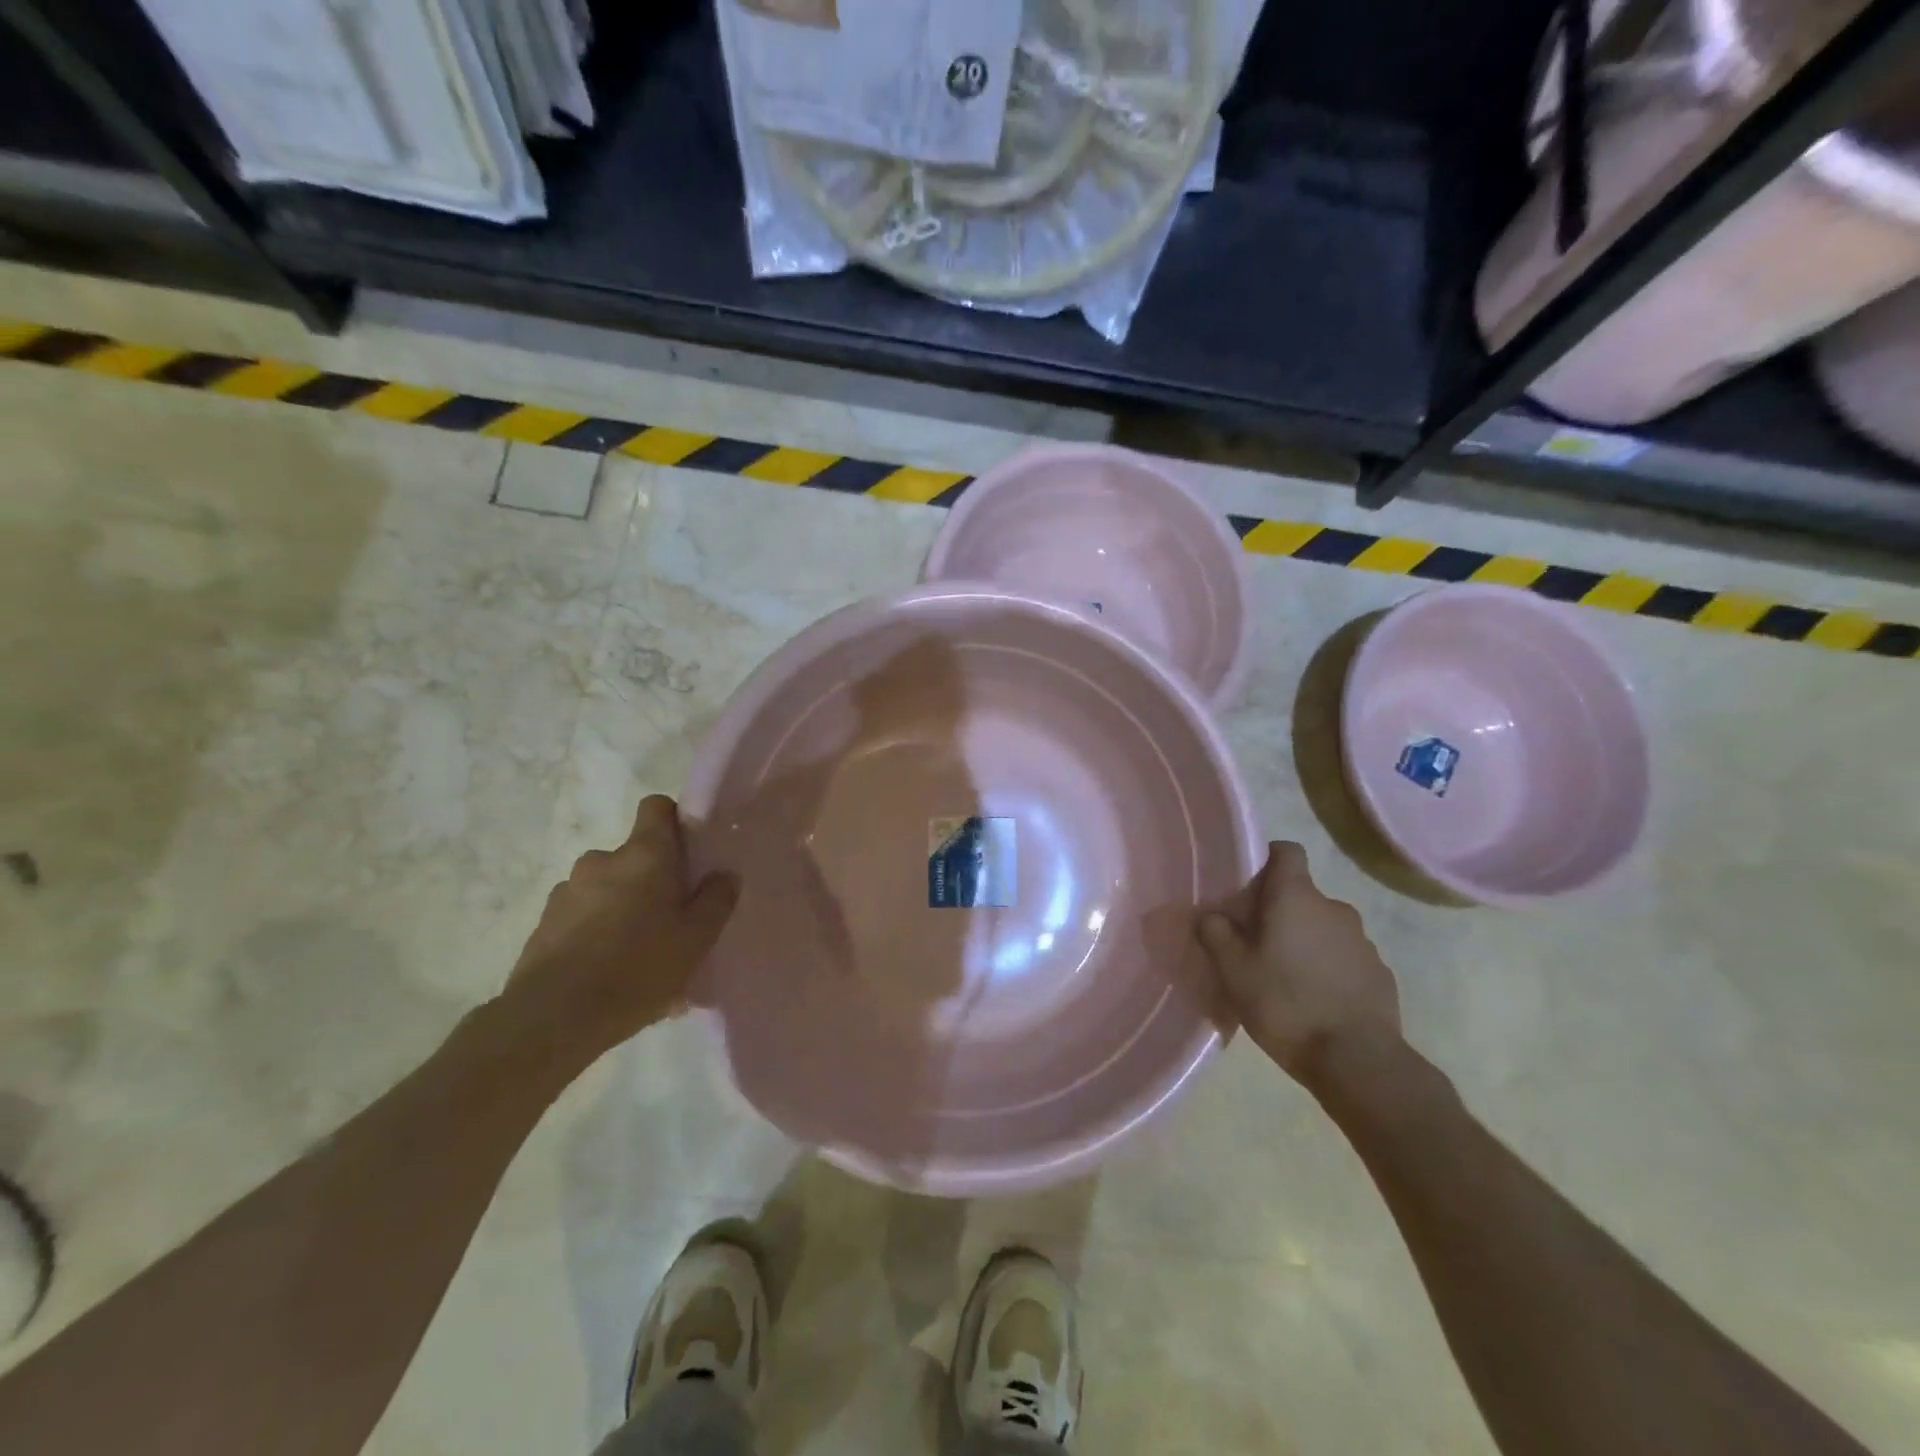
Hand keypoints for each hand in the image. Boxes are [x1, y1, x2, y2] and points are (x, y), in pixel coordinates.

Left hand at [504, 795, 737, 1064]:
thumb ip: (716, 900)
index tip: (689, 853)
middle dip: (653, 880)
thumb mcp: (696, 939)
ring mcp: (567, 890)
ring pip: (609, 888)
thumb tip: (724, 875)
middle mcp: (601, 860)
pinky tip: (610, 972)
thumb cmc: (637, 969)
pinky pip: (584, 916)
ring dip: (624, 908)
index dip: (675, 822)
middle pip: (636, 856)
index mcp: (643, 855)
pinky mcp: (545, 923)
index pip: (657, 807)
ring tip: (639, 955)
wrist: (551, 1018)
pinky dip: (598, 932)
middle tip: (671, 921)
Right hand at [1198, 841, 1401, 1088]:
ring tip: (1286, 977)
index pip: (1287, 851)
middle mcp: (1333, 907)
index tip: (1250, 885)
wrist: (1357, 1060)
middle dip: (1280, 912)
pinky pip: (1345, 957)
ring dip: (1305, 941)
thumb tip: (1209, 914)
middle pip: (1302, 894)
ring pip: (1324, 927)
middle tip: (1256, 944)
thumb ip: (1215, 934)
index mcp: (1296, 897)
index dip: (1268, 859)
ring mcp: (1362, 940)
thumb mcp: (1232, 971)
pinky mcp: (1380, 972)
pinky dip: (1329, 967)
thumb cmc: (1285, 1004)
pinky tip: (1316, 999)